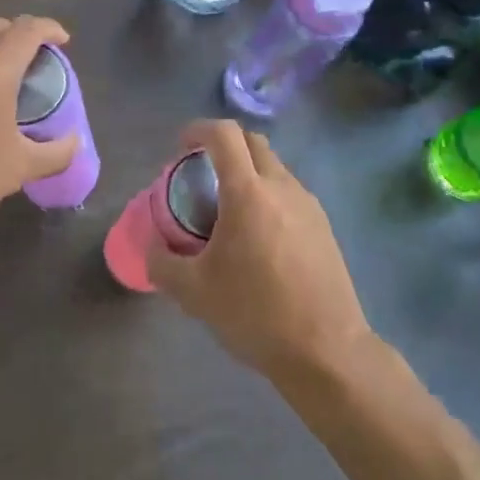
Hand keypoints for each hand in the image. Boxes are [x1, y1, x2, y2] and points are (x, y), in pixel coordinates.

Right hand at [148, 121, 375, 385]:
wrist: (326, 349)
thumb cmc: (255, 313)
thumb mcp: (194, 293)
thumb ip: (163, 263)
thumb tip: (153, 247)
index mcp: (249, 193)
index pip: (224, 135)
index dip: (198, 129)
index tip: (181, 147)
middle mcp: (282, 187)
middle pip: (252, 142)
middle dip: (224, 146)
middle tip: (202, 176)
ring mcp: (308, 204)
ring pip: (274, 167)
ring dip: (248, 173)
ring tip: (229, 211)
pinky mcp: (324, 226)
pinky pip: (289, 193)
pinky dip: (268, 196)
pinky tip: (258, 238)